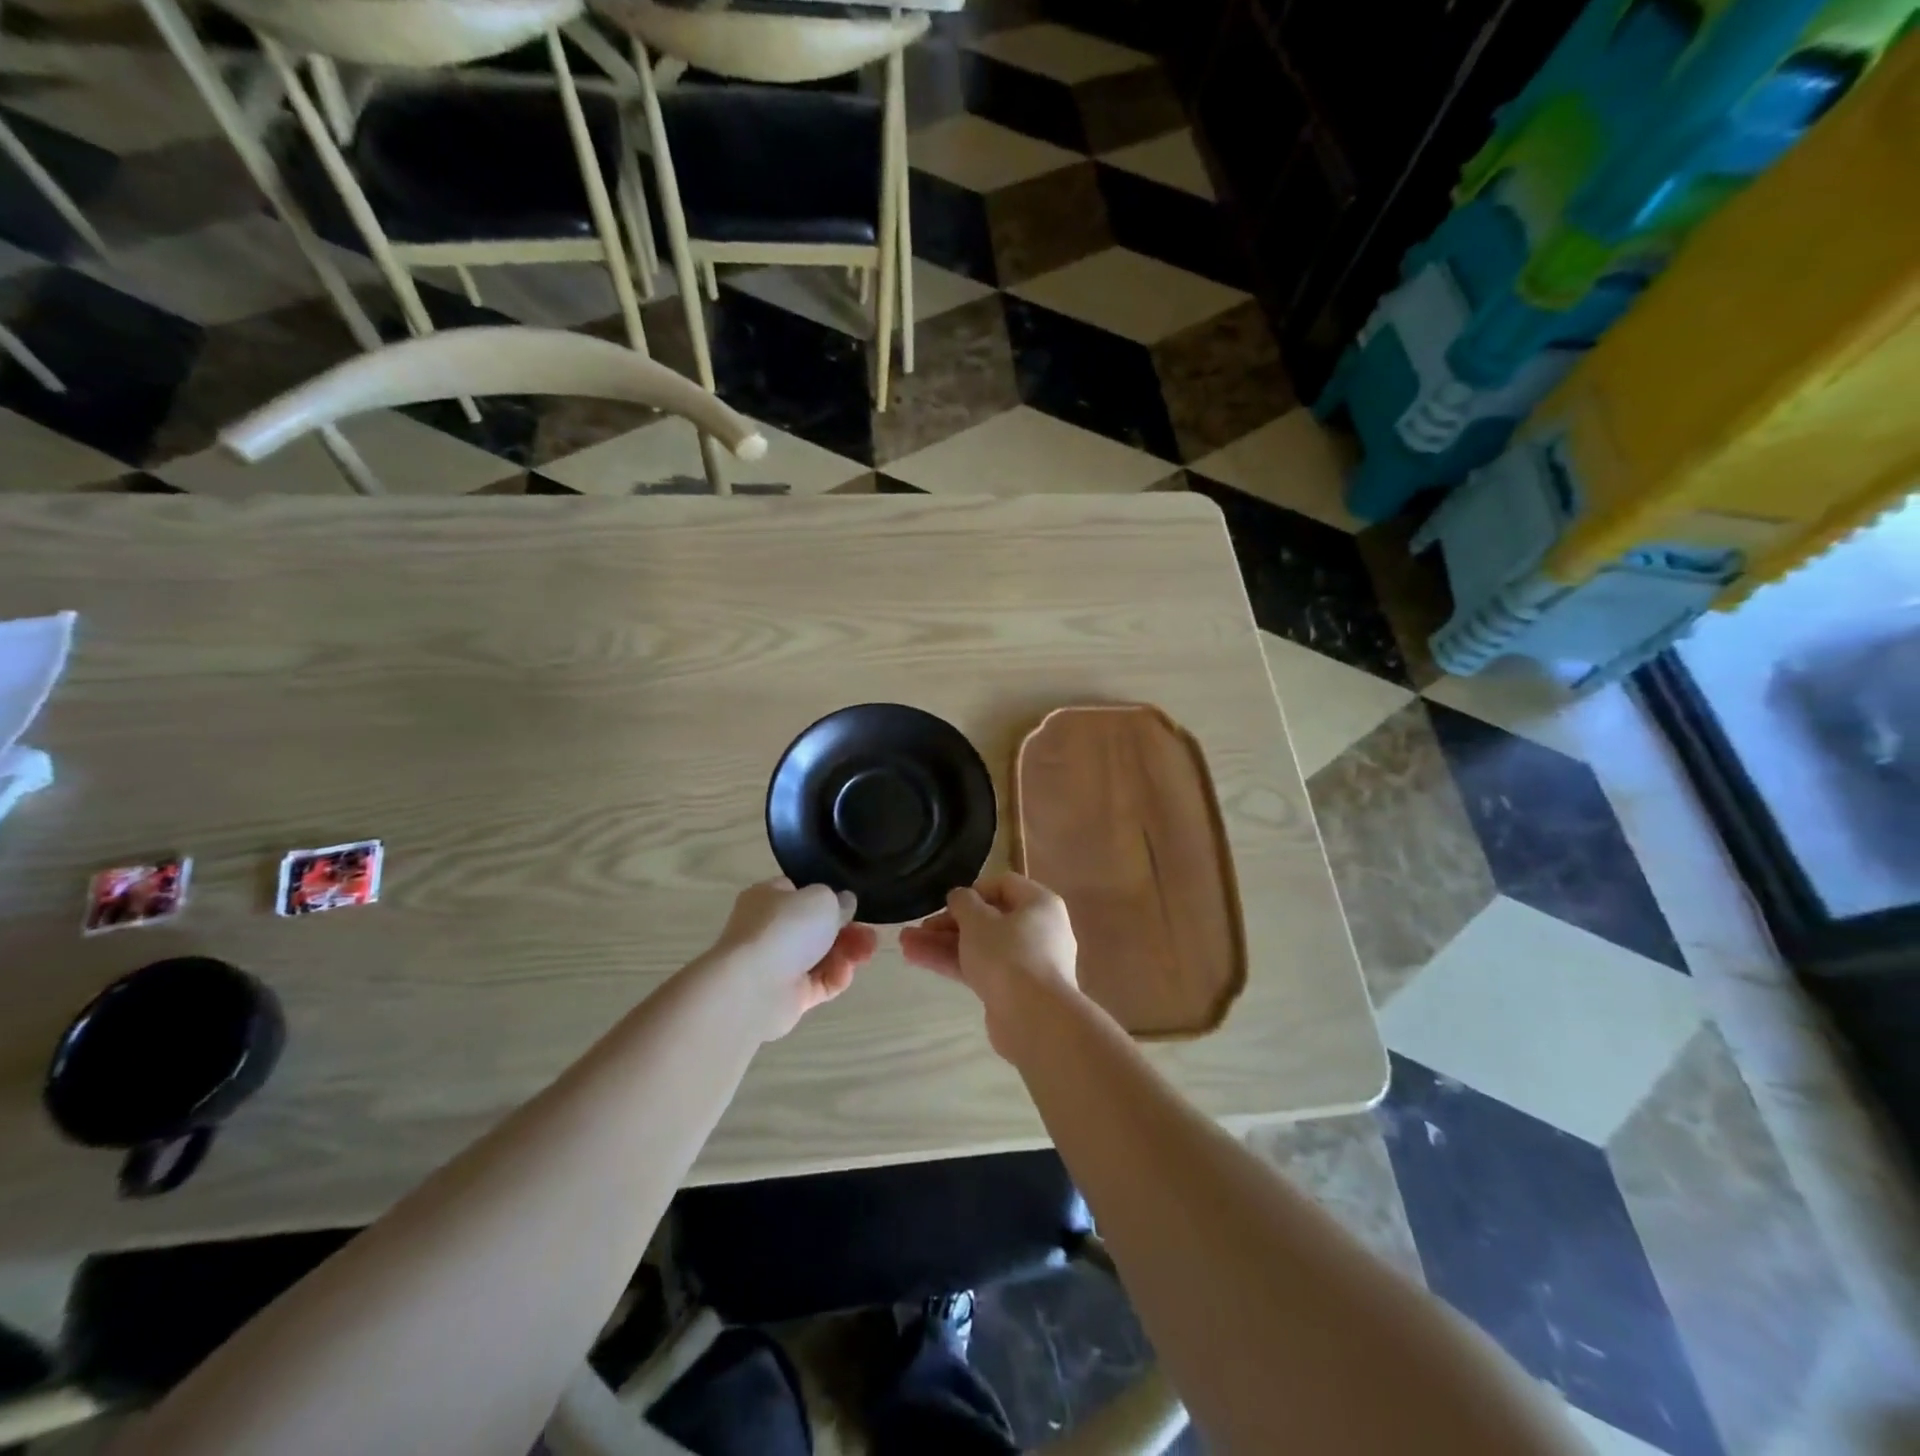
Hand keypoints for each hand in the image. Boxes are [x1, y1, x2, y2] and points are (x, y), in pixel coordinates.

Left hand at [706, 879, 878, 1040]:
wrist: (753, 987)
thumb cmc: (786, 929)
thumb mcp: (822, 899)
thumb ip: (839, 900)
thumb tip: (844, 903)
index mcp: (768, 897)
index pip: (800, 892)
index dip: (828, 897)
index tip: (852, 905)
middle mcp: (770, 929)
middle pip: (816, 927)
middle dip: (848, 931)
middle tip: (870, 935)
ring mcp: (778, 964)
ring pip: (822, 955)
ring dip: (848, 953)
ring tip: (867, 953)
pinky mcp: (788, 996)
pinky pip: (819, 983)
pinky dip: (835, 977)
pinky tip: (845, 972)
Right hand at [900, 873, 1078, 1056]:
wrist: (1034, 1019)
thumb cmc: (1008, 956)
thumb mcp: (978, 920)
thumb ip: (963, 902)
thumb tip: (960, 897)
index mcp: (1039, 904)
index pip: (1004, 884)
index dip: (972, 890)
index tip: (947, 903)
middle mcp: (1038, 929)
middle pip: (989, 918)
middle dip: (948, 923)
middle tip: (917, 928)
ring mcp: (1027, 962)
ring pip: (981, 946)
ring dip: (943, 944)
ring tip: (905, 944)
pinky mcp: (1013, 990)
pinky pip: (981, 968)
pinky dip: (954, 963)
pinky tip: (919, 960)